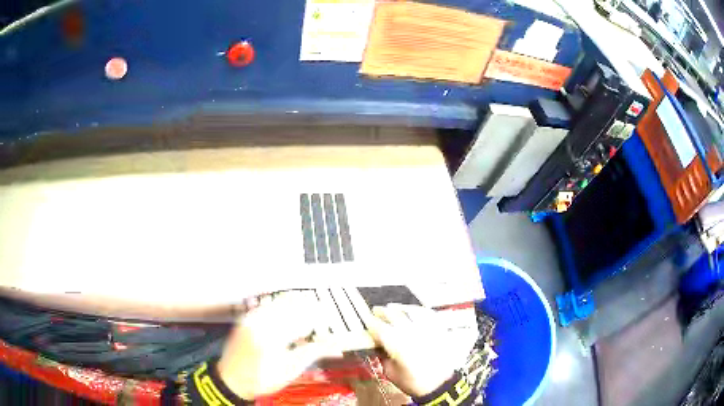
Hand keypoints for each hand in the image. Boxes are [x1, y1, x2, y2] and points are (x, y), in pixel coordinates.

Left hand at [217, 293, 341, 399]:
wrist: (232, 379)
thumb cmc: (263, 379)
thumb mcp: (291, 369)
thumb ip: (314, 352)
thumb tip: (337, 344)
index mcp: (274, 336)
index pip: (303, 319)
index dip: (319, 317)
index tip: (330, 318)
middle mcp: (261, 322)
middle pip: (291, 306)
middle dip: (310, 308)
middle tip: (323, 313)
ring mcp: (251, 317)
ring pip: (279, 302)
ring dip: (296, 304)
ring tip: (309, 311)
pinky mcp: (246, 317)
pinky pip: (267, 304)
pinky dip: (281, 305)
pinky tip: (289, 311)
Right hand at [368, 304, 466, 397]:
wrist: (441, 385)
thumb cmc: (414, 382)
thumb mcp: (391, 373)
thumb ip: (383, 357)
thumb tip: (377, 346)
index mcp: (397, 345)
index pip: (379, 328)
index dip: (371, 323)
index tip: (366, 321)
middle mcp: (411, 332)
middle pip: (394, 315)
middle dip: (383, 312)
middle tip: (376, 311)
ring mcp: (427, 329)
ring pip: (411, 311)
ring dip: (399, 308)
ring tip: (393, 307)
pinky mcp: (439, 329)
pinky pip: (428, 314)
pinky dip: (418, 309)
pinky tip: (414, 310)